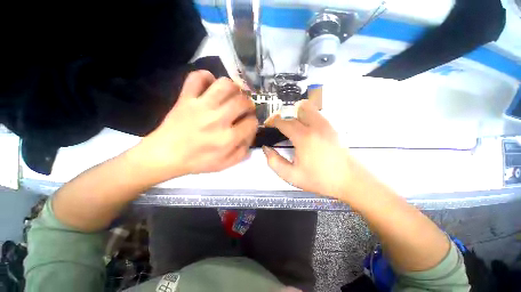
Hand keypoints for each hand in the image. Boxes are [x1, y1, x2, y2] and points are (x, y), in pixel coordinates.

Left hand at [134, 70, 257, 182]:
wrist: (165, 155)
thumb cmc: (197, 162)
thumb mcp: (225, 164)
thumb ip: (242, 152)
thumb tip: (250, 136)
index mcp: (227, 138)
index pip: (252, 123)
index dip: (253, 122)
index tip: (248, 124)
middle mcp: (217, 119)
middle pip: (243, 101)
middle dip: (249, 104)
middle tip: (244, 109)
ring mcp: (201, 106)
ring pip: (225, 85)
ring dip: (234, 88)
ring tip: (232, 96)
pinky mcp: (186, 98)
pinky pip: (197, 78)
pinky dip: (206, 77)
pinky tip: (210, 86)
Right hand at [262, 100, 358, 198]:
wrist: (350, 180)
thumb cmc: (321, 179)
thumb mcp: (292, 176)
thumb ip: (274, 162)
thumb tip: (266, 149)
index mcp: (304, 137)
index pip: (284, 121)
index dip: (273, 121)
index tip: (268, 125)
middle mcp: (315, 126)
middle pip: (295, 109)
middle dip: (284, 115)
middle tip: (279, 125)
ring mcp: (325, 125)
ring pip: (307, 107)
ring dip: (296, 113)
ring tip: (291, 125)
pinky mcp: (332, 127)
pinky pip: (316, 113)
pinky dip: (306, 116)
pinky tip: (304, 129)